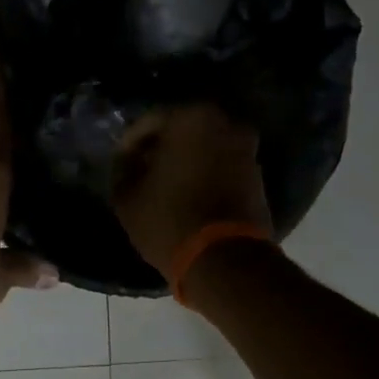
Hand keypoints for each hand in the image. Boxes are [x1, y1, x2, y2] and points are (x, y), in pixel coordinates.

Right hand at [111, 104, 271, 277]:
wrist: (224, 259)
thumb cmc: (168, 219)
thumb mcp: (127, 197)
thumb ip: (124, 170)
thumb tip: (129, 162)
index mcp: (191, 119)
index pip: (150, 121)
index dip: (130, 143)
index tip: (120, 163)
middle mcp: (226, 125)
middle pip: (182, 130)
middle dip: (161, 148)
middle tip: (142, 170)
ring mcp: (247, 150)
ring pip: (205, 147)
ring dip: (185, 161)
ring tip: (164, 185)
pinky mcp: (257, 177)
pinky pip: (221, 166)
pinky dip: (205, 174)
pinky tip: (187, 195)